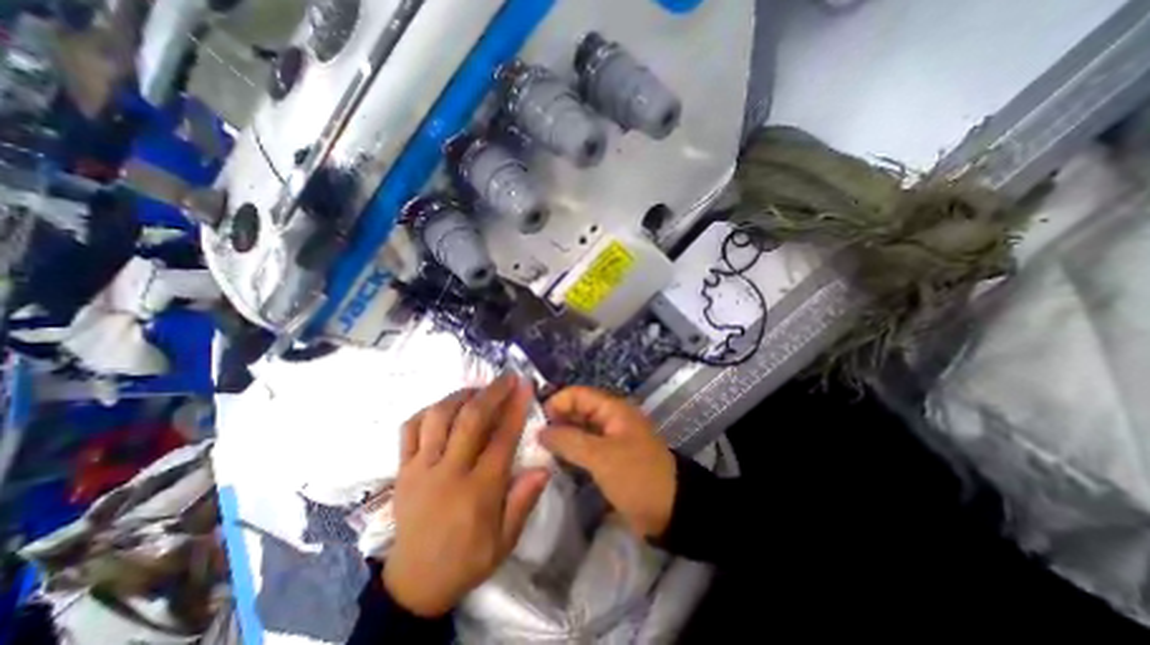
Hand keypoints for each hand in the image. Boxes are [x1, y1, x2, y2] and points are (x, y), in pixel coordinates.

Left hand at [385, 376, 548, 616]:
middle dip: (492, 391)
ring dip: (460, 395)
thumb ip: (524, 502)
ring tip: (477, 389)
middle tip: (507, 377)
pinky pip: (409, 429)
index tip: (526, 386)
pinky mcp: (402, 470)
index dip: (516, 408)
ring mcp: (420, 468)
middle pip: (470, 419)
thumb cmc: (467, 559)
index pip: (502, 438)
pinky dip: (428, 411)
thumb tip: (544, 466)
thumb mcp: (505, 541)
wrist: (413, 585)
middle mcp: (448, 472)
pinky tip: (444, 408)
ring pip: (438, 417)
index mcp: (478, 491)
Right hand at [539, 389, 675, 537]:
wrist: (669, 510)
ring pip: (579, 429)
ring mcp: (609, 438)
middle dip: (556, 420)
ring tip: (539, 450)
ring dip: (561, 437)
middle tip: (532, 439)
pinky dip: (570, 450)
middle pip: (577, 410)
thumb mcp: (601, 457)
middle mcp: (610, 418)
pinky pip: (585, 446)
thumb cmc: (636, 476)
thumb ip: (569, 440)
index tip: (536, 423)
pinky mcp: (608, 456)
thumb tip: (540, 431)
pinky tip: (555, 461)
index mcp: (613, 409)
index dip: (557, 403)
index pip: (578, 394)